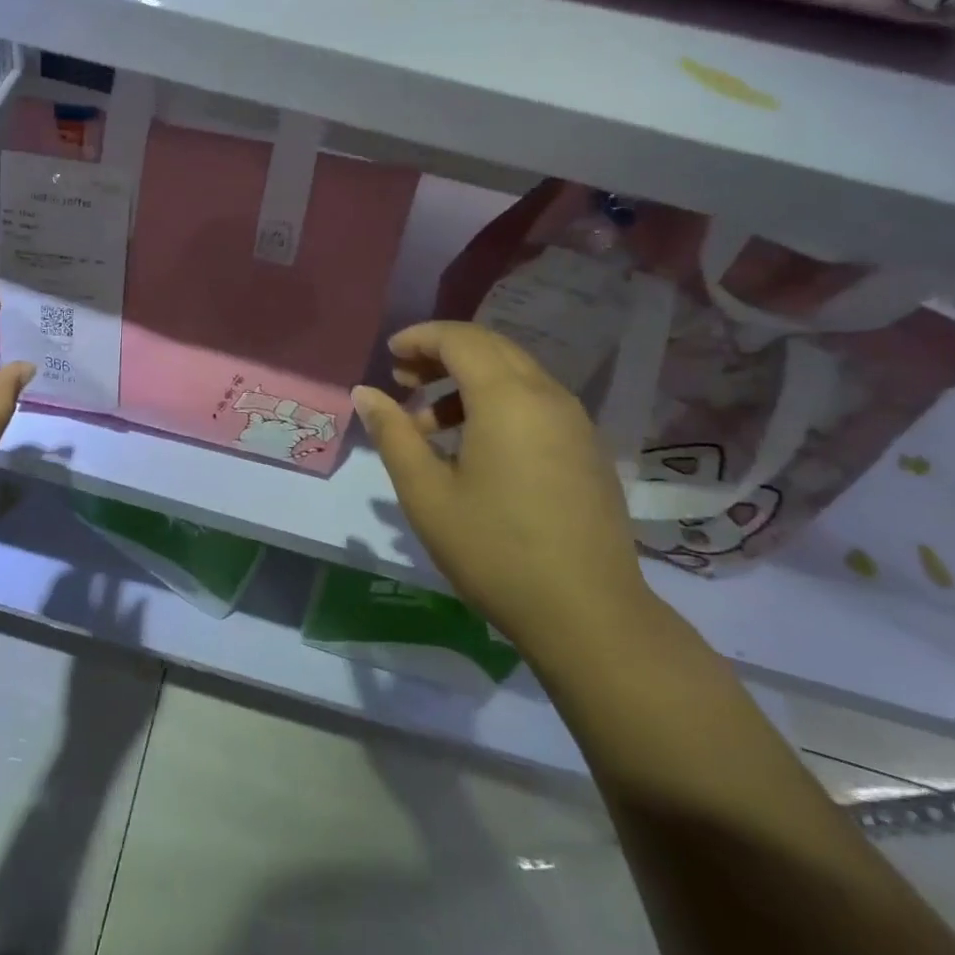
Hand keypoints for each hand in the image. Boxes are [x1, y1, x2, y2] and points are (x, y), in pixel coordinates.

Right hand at [352, 322, 656, 657]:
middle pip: (489, 347)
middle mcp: (546, 395)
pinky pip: (534, 401)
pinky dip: (496, 402)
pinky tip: (473, 447)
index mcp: (507, 398)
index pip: (460, 339)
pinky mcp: (586, 448)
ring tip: (428, 424)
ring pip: (514, 374)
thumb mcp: (426, 493)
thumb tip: (365, 393)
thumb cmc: (495, 550)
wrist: (589, 616)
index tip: (389, 355)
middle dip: (441, 353)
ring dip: (467, 381)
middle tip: (403, 380)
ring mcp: (574, 422)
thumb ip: (393, 434)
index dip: (420, 338)